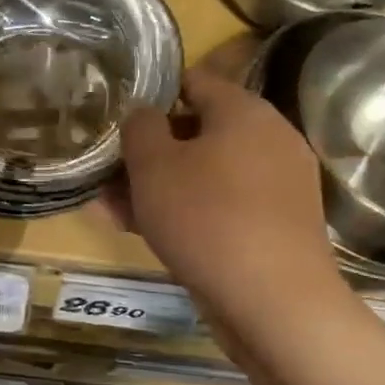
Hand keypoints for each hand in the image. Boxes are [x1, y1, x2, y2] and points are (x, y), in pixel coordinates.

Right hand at [115, 67, 352, 336]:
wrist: (275, 303)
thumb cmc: (206, 218)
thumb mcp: (153, 165)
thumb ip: (139, 127)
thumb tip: (144, 114)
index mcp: (245, 111)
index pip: (193, 81)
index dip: (151, 94)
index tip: (117, 117)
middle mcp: (270, 139)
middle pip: (197, 131)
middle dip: (149, 151)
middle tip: (108, 170)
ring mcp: (277, 185)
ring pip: (204, 173)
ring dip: (159, 186)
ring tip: (111, 207)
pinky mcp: (276, 225)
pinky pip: (221, 205)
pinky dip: (186, 211)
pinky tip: (144, 232)